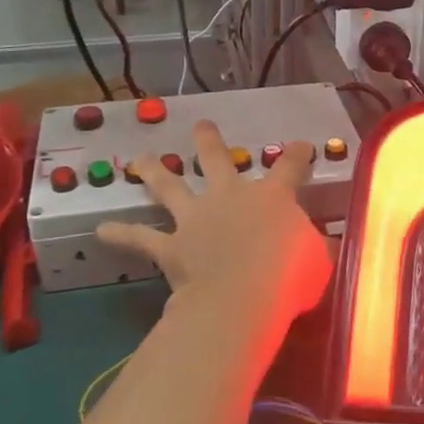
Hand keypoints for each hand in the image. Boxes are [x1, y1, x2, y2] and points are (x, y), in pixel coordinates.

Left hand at [98, 121, 332, 363]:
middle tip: (202, 125)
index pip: (290, 166)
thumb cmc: (290, 278)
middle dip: (210, 140)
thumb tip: (323, 246)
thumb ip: (316, 247)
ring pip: (171, 186)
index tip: (302, 144)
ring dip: (155, 171)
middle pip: (217, 159)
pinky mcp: (172, 246)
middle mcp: (230, 196)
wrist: (243, 298)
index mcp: (272, 197)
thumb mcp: (318, 261)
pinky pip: (142, 238)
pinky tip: (100, 231)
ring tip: (140, 158)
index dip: (297, 154)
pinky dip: (121, 234)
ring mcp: (197, 218)